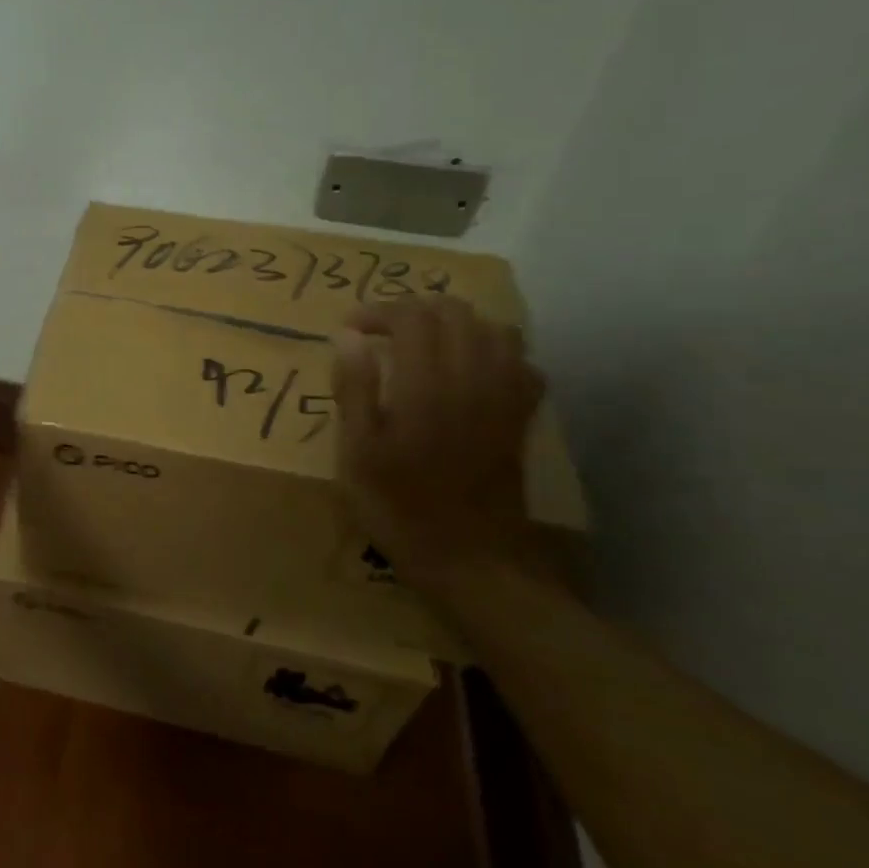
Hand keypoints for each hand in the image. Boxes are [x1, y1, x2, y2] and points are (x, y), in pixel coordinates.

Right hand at [331, 296, 542, 583]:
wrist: (470, 557)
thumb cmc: (398, 505)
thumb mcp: (357, 451)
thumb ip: (353, 388)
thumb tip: (347, 336)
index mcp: (427, 385)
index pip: (411, 317)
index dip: (377, 311)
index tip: (350, 328)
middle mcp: (472, 378)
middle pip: (454, 312)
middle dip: (414, 310)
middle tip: (381, 332)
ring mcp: (504, 396)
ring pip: (493, 329)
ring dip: (455, 324)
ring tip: (423, 343)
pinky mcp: (519, 417)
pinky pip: (521, 363)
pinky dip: (492, 351)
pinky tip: (468, 370)